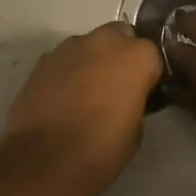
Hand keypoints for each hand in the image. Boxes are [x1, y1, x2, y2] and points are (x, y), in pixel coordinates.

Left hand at [1, 21, 163, 194]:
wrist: (45, 160)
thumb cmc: (101, 149)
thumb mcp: (136, 130)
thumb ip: (136, 100)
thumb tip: (127, 97)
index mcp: (137, 57)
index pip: (153, 54)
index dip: (149, 73)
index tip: (144, 92)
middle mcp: (105, 41)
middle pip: (120, 36)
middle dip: (121, 54)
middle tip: (116, 85)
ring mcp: (70, 47)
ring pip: (90, 44)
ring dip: (93, 60)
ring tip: (86, 92)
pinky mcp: (43, 60)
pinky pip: (65, 59)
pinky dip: (68, 71)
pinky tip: (63, 97)